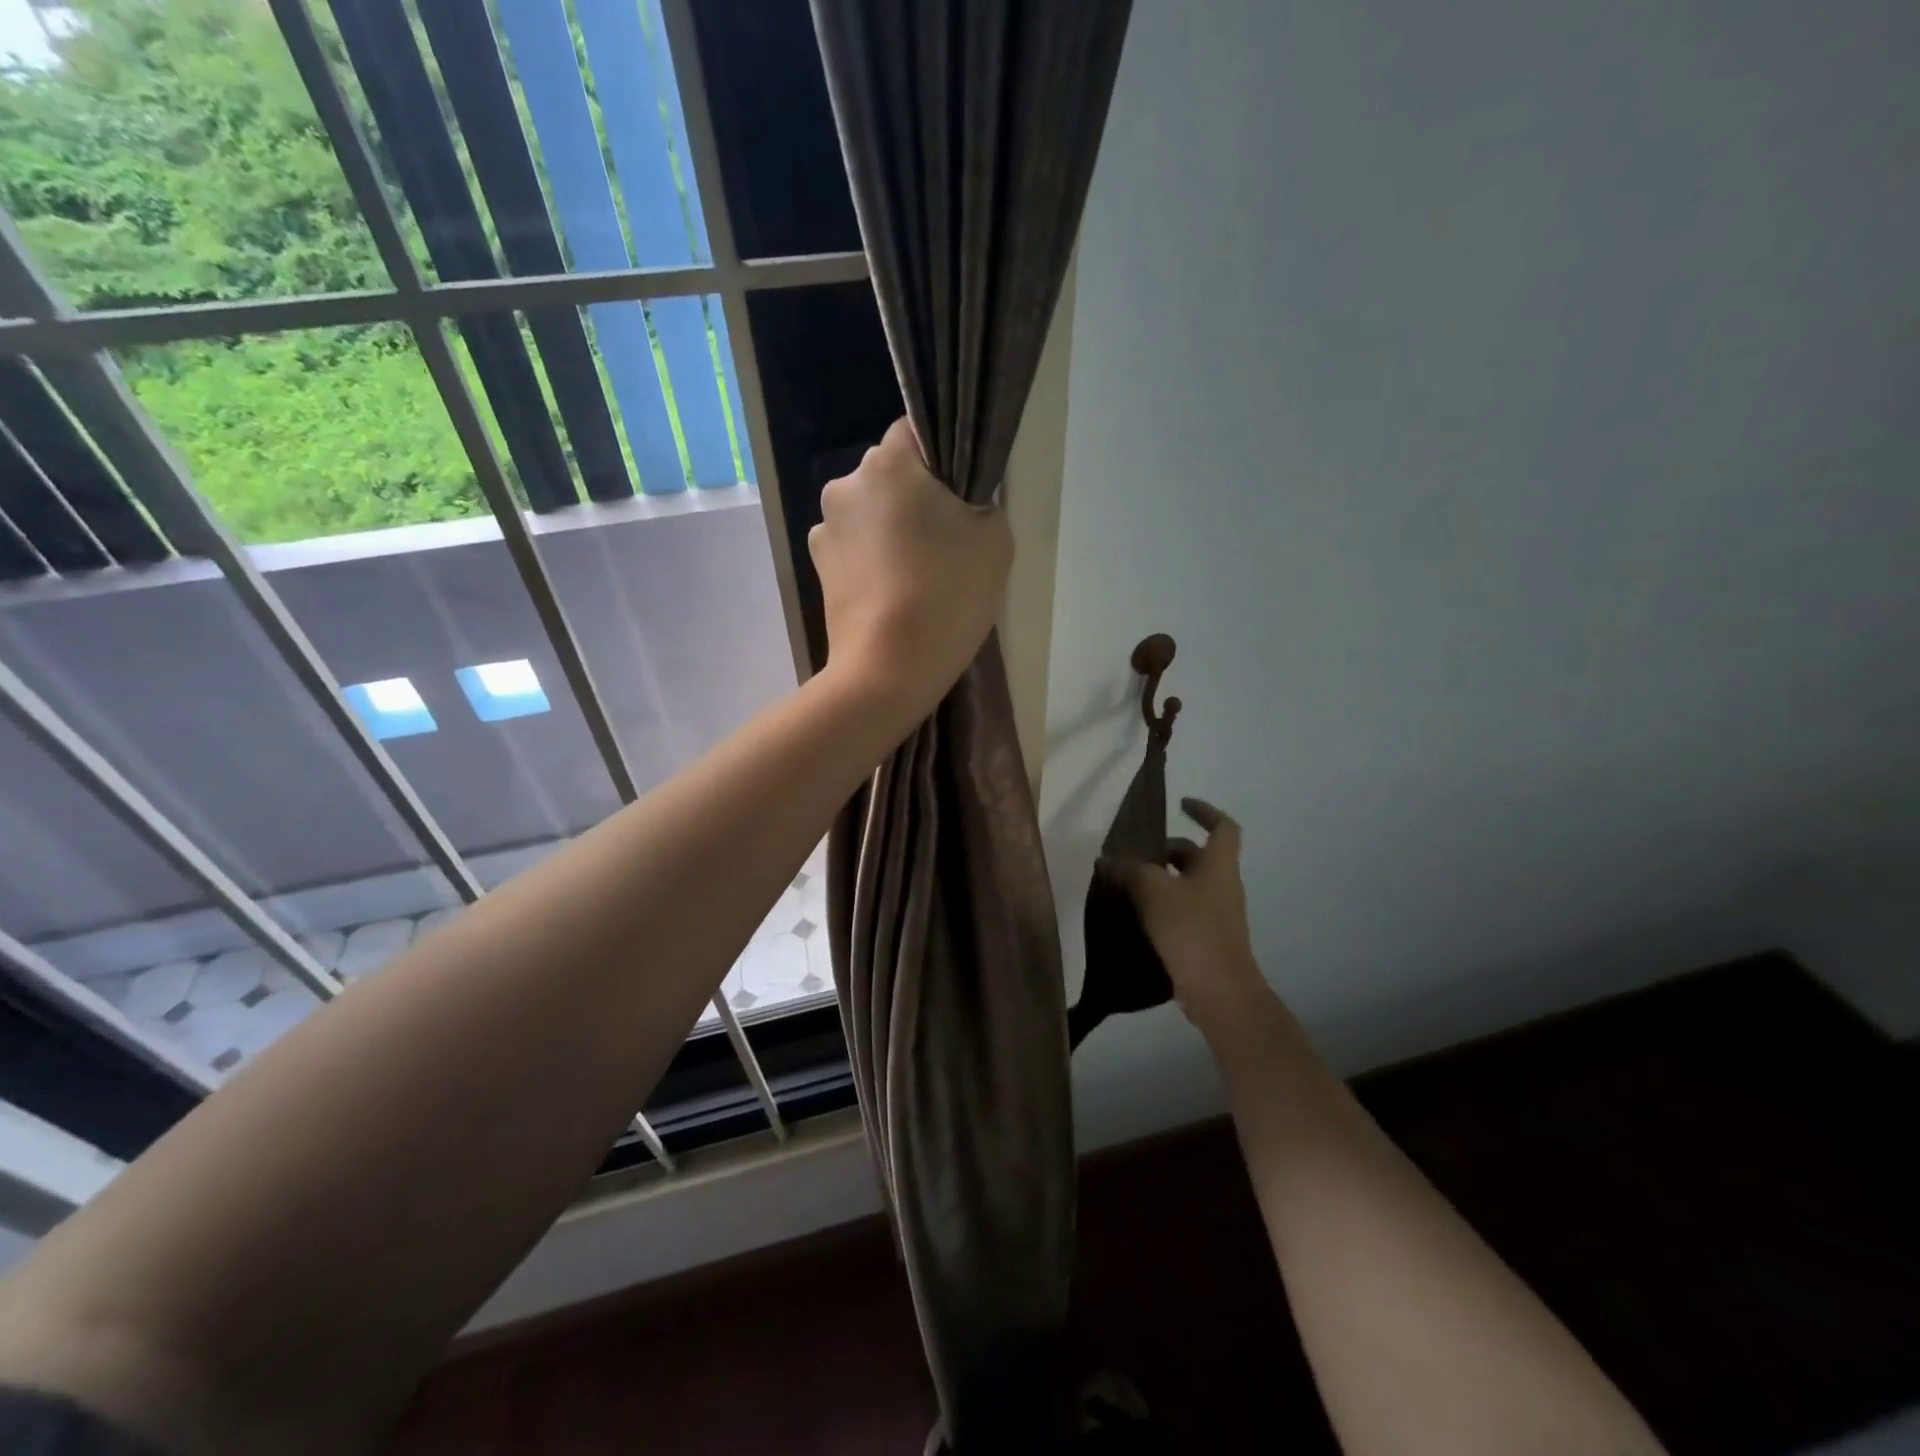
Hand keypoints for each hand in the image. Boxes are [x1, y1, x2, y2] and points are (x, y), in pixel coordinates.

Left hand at [810, 418, 1012, 716]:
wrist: (888, 670)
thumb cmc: (947, 595)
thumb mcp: (994, 539)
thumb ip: (981, 502)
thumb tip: (960, 501)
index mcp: (888, 462)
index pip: (916, 431)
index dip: (943, 460)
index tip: (960, 496)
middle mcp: (846, 483)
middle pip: (890, 476)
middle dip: (915, 498)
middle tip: (945, 543)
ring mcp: (824, 528)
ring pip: (870, 514)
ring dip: (890, 531)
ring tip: (917, 576)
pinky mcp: (818, 567)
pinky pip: (855, 549)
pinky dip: (872, 561)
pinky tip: (893, 594)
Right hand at [1100, 798, 1272, 1040]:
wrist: (1219, 991)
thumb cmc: (1191, 930)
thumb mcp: (1153, 892)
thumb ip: (1128, 871)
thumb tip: (1107, 860)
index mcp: (1218, 865)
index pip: (1223, 826)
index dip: (1204, 811)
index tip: (1180, 805)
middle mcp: (1222, 885)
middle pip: (1196, 856)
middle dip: (1165, 851)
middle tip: (1133, 855)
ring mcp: (1217, 914)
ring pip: (1187, 885)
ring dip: (1160, 880)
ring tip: (1125, 884)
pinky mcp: (1206, 939)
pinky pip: (1183, 911)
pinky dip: (1161, 906)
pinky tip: (1134, 915)